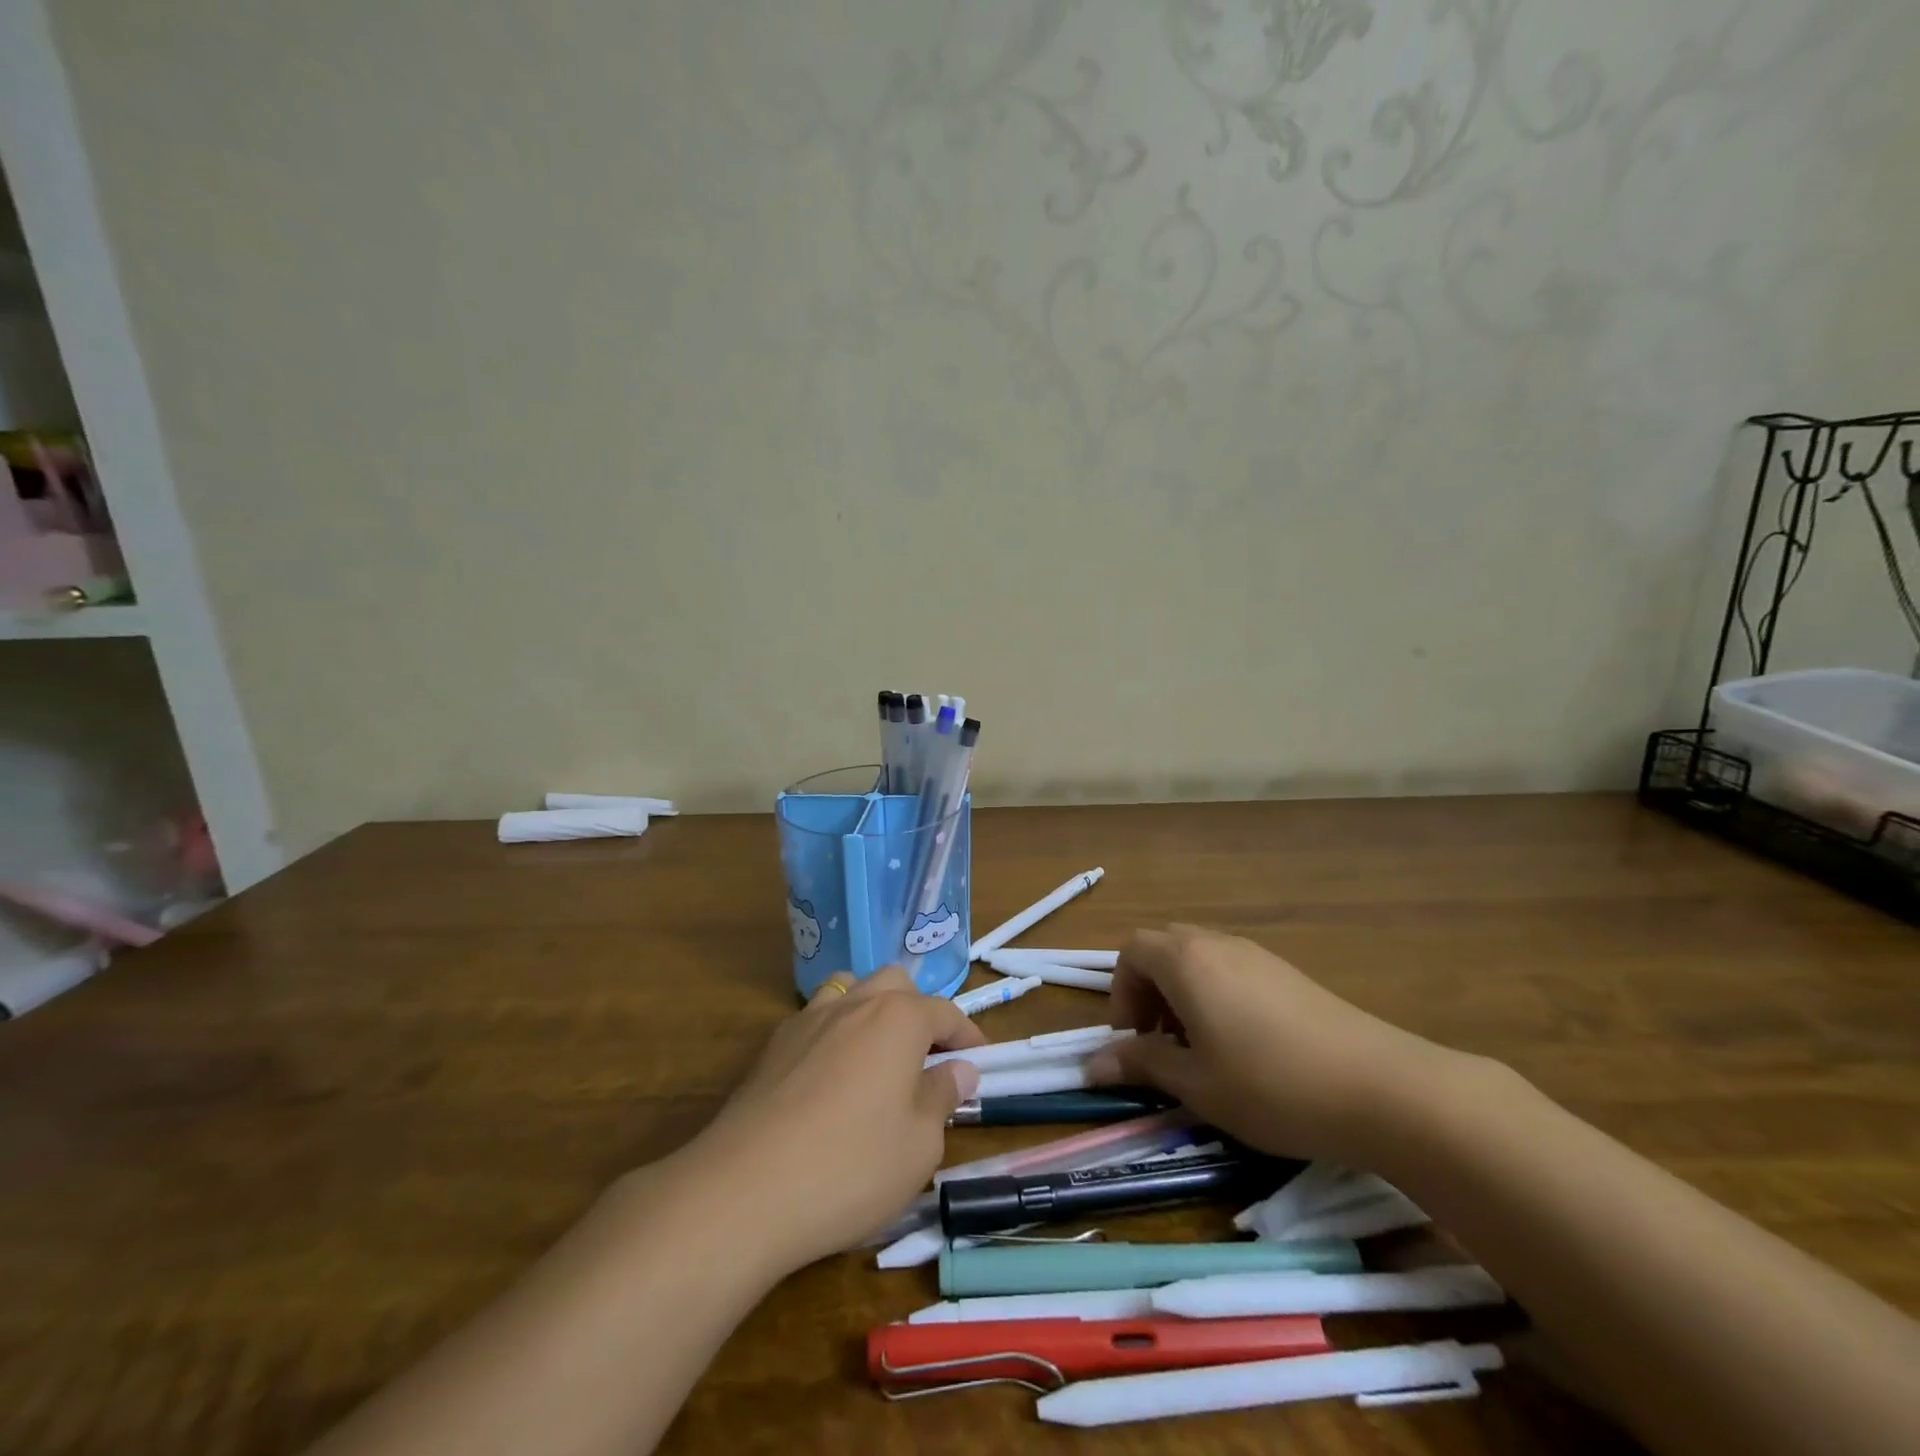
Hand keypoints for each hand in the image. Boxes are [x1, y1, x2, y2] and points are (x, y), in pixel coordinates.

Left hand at [684, 967, 985, 1273]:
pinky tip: (831, 1078)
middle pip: (895, 985)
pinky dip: (836, 1034)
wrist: (744, 1190)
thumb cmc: (850, 1166)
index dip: (967, 1035)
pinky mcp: (773, 1046)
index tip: (980, 1060)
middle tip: (929, 1056)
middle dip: (919, 1011)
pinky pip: (816, 1020)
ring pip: (851, 991)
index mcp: (898, 1018)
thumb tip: (958, 1069)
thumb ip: (942, 1097)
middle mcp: (854, 1004)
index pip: (944, 1012)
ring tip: (879, 1056)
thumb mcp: (919, 1145)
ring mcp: (808, 1020)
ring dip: (873, 1011)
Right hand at [1086, 925, 1458, 1164]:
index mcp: (1186, 961)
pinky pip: (1232, 969)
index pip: (1131, 950)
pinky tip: (1242, 1046)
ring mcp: (1258, 955)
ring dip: (1182, 993)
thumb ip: (1142, 1064)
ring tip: (1199, 1048)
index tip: (1134, 1040)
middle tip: (1160, 1040)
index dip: (1121, 992)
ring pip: (1200, 957)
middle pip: (1164, 947)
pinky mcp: (1289, 973)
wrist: (1381, 1088)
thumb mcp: (1196, 1083)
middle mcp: (1218, 944)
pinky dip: (1216, 995)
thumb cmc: (1271, 1085)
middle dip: (1149, 989)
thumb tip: (1092, 1065)